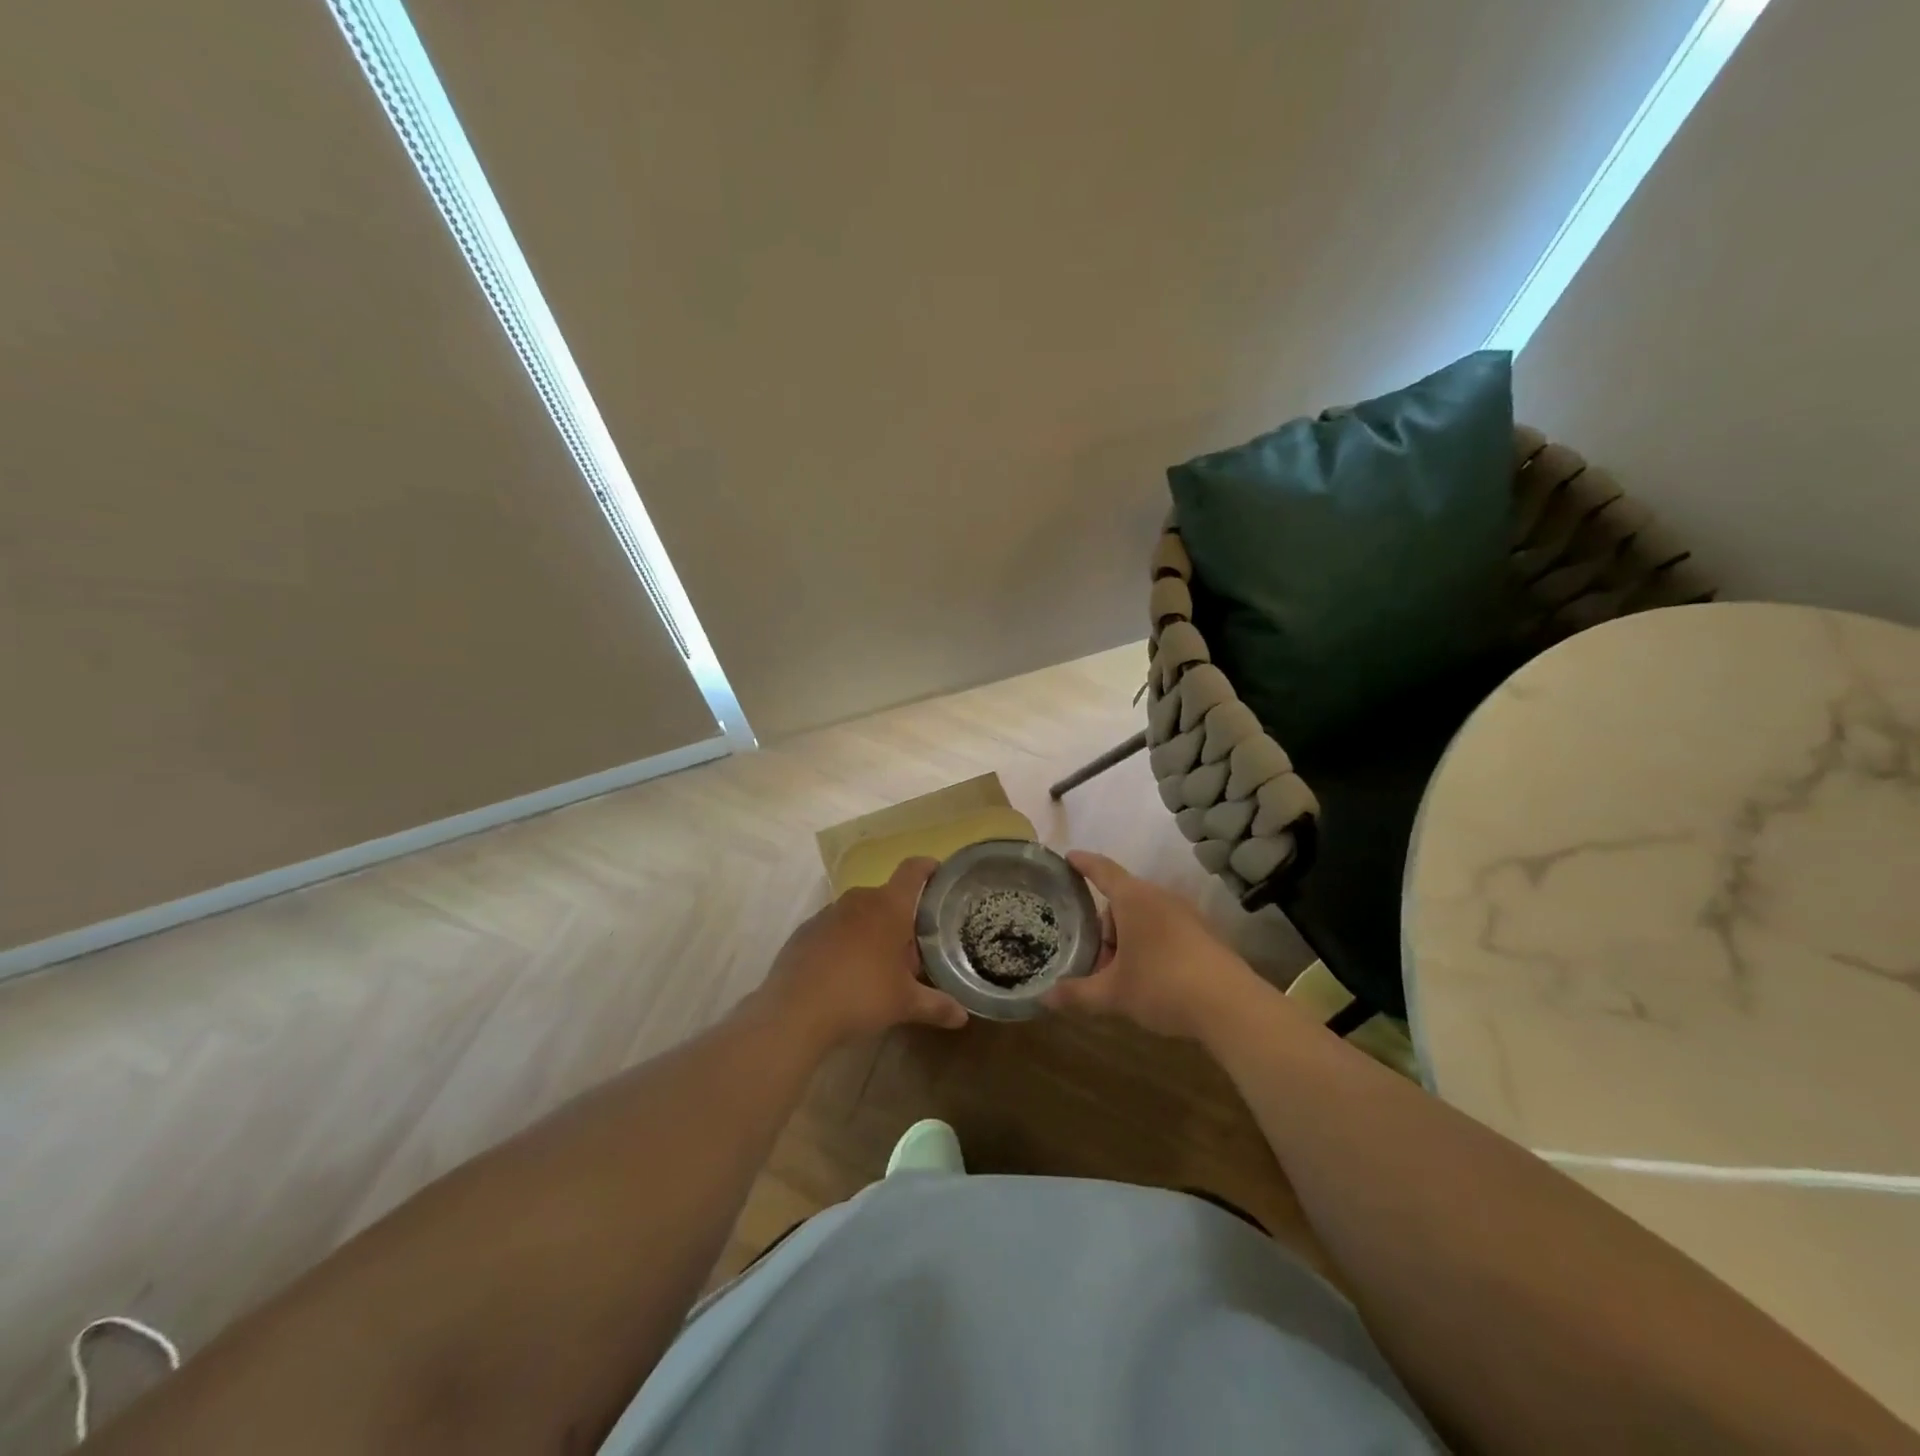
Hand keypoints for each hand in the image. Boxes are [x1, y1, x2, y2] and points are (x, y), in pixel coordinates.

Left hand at [758, 857, 968, 1049]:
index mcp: (889, 906)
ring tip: (879, 965)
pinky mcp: (805, 931)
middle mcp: (858, 900)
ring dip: (872, 930)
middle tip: (912, 949)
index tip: (938, 872)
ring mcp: (827, 913)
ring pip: (859, 913)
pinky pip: (834, 929)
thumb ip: (937, 1005)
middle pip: (887, 897)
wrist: (794, 1011)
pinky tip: (845, 973)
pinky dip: (845, 942)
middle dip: (901, 918)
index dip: (928, 867)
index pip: (913, 871)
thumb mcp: (905, 1003)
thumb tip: (962, 1016)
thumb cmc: (860, 995)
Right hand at [1043, 850, 1264, 1040]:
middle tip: (1097, 962)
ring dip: (1128, 940)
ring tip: (1123, 976)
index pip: (1102, 870)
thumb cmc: (1163, 985)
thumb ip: (1077, 993)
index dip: (1083, 863)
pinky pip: (1166, 929)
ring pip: (1145, 917)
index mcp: (1134, 899)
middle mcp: (1160, 897)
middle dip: (1105, 928)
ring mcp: (1187, 914)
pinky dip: (1151, 945)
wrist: (1231, 1006)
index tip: (1068, 857)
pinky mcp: (1205, 934)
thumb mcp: (1113, 993)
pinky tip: (1152, 979)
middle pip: (1122, 901)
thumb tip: (1044, 998)